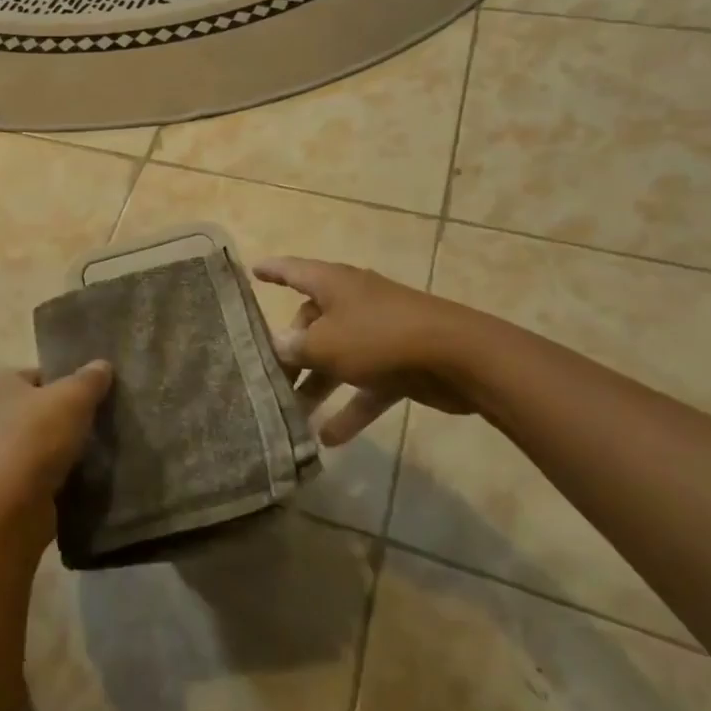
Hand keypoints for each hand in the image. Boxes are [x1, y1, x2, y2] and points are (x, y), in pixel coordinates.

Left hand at [0, 361, 112, 541]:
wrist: (7, 511)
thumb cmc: (35, 439)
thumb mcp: (72, 399)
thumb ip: (89, 379)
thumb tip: (102, 365)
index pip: (35, 375)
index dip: (64, 383)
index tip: (89, 399)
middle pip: (33, 410)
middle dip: (61, 419)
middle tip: (93, 427)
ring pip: (31, 444)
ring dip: (55, 451)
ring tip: (88, 456)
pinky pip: (29, 475)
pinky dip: (47, 478)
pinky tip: (72, 481)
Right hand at [254, 256, 481, 443]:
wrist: (459, 358)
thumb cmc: (379, 337)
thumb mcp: (325, 345)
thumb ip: (295, 348)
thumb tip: (277, 346)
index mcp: (332, 284)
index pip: (292, 270)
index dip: (271, 271)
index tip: (252, 271)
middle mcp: (352, 302)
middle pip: (312, 321)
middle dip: (290, 349)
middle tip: (269, 376)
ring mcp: (378, 332)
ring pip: (337, 356)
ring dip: (317, 384)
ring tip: (292, 413)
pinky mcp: (399, 363)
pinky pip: (365, 385)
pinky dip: (349, 408)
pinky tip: (329, 439)